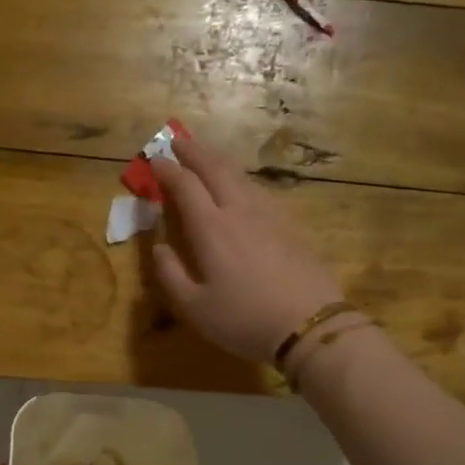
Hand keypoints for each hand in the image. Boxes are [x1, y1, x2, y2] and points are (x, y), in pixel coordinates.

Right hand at [152, 135, 345, 362]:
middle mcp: (240, 211)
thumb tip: (158, 248)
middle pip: (215, 168)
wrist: (310, 325)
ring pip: (241, 175)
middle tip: (178, 140)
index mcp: (211, 228)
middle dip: (194, 151)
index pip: (185, 185)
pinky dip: (242, 180)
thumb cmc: (245, 320)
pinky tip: (242, 188)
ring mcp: (270, 215)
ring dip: (219, 160)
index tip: (154, 160)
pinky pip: (260, 190)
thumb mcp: (195, 308)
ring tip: (207, 157)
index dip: (167, 170)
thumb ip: (170, 275)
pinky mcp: (291, 225)